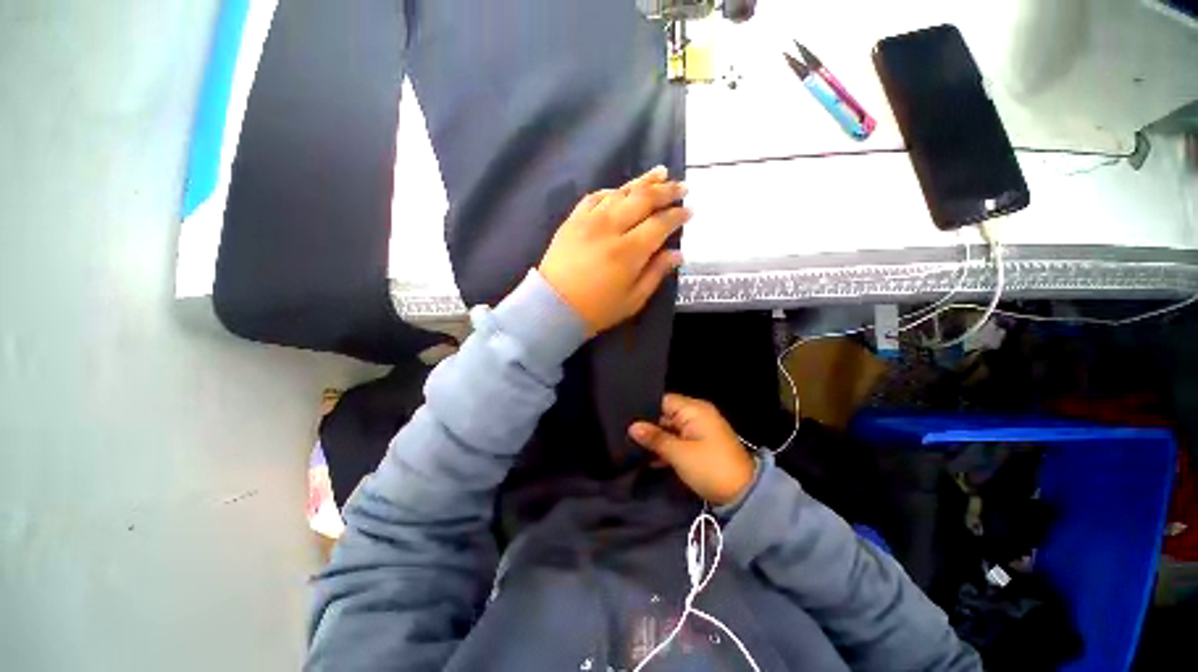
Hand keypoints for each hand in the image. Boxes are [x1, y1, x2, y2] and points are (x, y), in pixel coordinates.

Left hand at [538, 166, 689, 334]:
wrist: (553, 306)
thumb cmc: (597, 309)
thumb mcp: (633, 299)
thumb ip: (656, 273)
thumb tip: (677, 254)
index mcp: (629, 251)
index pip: (660, 224)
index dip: (677, 215)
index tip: (690, 210)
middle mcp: (611, 228)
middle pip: (643, 200)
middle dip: (666, 191)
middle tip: (682, 186)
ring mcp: (589, 220)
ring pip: (620, 192)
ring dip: (643, 182)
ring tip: (660, 173)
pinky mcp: (572, 220)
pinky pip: (594, 197)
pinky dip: (611, 190)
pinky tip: (621, 190)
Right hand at [629, 394, 755, 505]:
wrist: (743, 495)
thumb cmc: (709, 467)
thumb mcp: (679, 453)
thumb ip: (655, 438)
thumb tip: (633, 427)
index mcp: (695, 409)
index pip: (664, 401)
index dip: (645, 410)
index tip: (627, 420)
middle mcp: (698, 415)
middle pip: (666, 415)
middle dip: (649, 426)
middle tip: (627, 436)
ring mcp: (700, 430)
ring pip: (671, 429)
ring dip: (658, 440)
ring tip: (634, 449)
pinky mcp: (701, 445)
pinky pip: (679, 440)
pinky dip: (668, 448)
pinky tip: (651, 460)